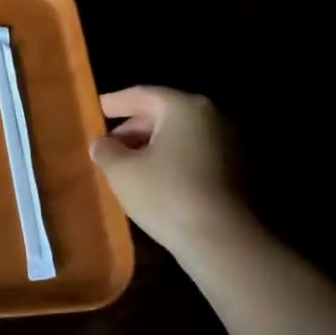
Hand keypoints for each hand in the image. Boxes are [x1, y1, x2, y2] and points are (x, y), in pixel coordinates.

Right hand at [90, 87, 249, 252]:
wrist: (224, 239)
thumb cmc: (166, 194)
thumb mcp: (121, 172)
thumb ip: (106, 151)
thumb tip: (103, 143)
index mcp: (184, 107)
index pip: (142, 95)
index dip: (114, 102)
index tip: (95, 108)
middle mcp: (213, 116)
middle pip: (164, 113)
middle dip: (133, 128)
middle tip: (108, 144)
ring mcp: (231, 143)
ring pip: (181, 136)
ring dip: (153, 147)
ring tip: (128, 166)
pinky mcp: (240, 171)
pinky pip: (196, 155)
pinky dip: (173, 161)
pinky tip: (156, 182)